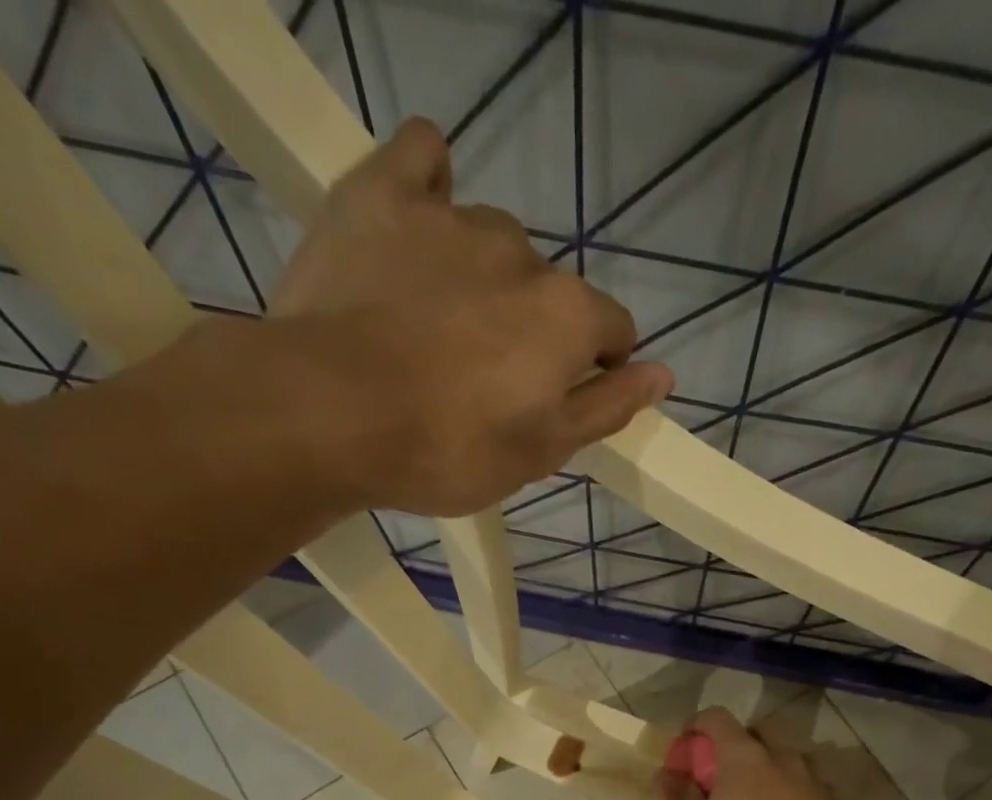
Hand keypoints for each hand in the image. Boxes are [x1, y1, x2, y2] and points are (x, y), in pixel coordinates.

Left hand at [262, 117, 671, 516]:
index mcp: (568, 316)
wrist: (327, 414)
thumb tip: (664, 374)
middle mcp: (524, 254)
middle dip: (531, 329)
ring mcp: (452, 217)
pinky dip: (429, 180)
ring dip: (482, 276)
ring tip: (433, 325)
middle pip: (548, 290)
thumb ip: (607, 408)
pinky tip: (420, 213)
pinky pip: (420, 156)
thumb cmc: (447, 449)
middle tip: (481, 380)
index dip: (594, 367)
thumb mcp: (542, 452)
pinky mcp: (381, 195)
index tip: (555, 399)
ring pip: (491, 241)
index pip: (612, 330)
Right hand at [660, 708, 850, 799]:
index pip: (717, 718)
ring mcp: (812, 778)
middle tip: (724, 773)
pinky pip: (808, 786)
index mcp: (744, 755)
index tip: (688, 743)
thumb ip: (684, 797)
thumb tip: (668, 777)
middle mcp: (781, 756)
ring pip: (788, 758)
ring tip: (758, 797)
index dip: (698, 725)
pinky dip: (793, 793)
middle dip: (738, 745)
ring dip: (770, 768)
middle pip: (757, 733)